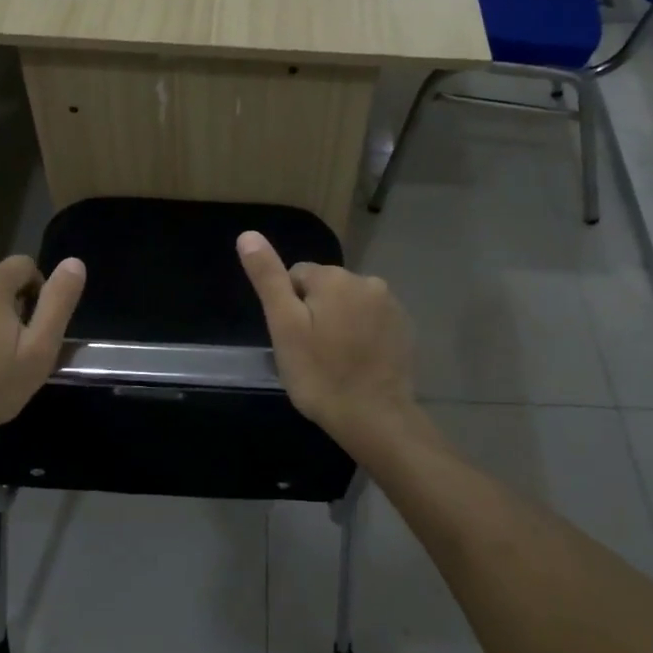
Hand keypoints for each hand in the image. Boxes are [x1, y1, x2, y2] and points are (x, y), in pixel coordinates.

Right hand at [237, 231, 421, 450]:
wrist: (375, 417)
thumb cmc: (320, 374)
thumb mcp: (284, 326)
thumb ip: (269, 278)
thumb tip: (248, 234)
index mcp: (334, 278)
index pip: (296, 276)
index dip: (289, 308)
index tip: (294, 340)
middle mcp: (367, 281)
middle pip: (325, 288)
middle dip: (315, 313)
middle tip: (311, 353)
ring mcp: (390, 305)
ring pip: (349, 304)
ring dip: (340, 323)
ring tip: (335, 360)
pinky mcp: (404, 328)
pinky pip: (371, 321)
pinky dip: (362, 335)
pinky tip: (357, 363)